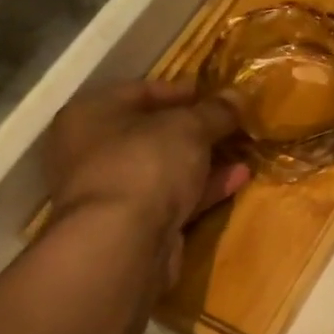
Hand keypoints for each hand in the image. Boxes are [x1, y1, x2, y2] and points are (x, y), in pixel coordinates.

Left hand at [42, 79, 247, 286]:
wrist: (122, 244)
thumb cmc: (144, 164)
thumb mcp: (188, 127)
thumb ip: (215, 111)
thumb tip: (237, 96)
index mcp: (91, 115)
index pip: (140, 91)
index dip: (181, 90)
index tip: (218, 93)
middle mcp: (92, 151)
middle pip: (152, 132)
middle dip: (196, 129)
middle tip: (233, 124)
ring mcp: (112, 192)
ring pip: (165, 168)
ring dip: (204, 160)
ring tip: (243, 150)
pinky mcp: (133, 226)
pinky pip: (173, 198)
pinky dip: (203, 188)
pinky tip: (238, 178)